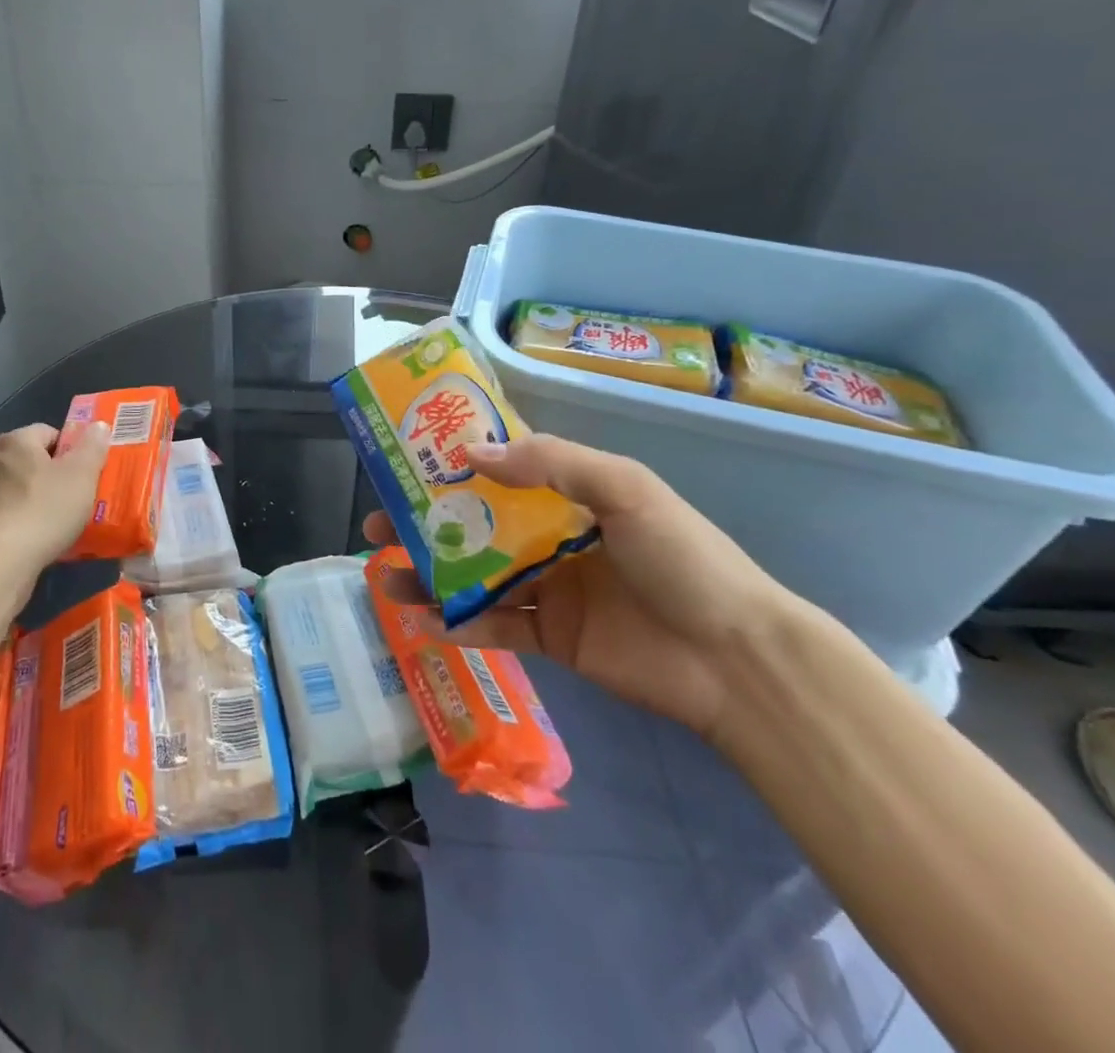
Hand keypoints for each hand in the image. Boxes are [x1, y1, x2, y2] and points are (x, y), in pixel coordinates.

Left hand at [0, 422, 109, 573]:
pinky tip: (34, 539)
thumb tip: (98, 425)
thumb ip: (92, 446)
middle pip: (30, 459)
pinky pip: (4, 513)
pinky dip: (18, 520)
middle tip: (76, 496)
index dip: (70, 449)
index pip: (48, 432)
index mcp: (16, 441)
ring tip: (57, 522)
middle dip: (52, 474)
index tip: (85, 472)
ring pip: (16, 487)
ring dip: (34, 498)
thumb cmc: (45, 509)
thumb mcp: (82, 474)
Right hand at [365, 433, 796, 737]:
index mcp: (570, 496)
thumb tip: (471, 454)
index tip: (407, 461)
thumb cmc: (683, 558)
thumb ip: (551, 463)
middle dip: (426, 523)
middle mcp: (552, 538)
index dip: (454, 466)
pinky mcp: (550, 640)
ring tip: (385, 576)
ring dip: (430, 575)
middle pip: (475, 526)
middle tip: (378, 524)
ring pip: (475, 577)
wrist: (736, 660)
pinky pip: (494, 628)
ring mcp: (549, 590)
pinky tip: (423, 620)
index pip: (502, 472)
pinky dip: (458, 625)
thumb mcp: (625, 489)